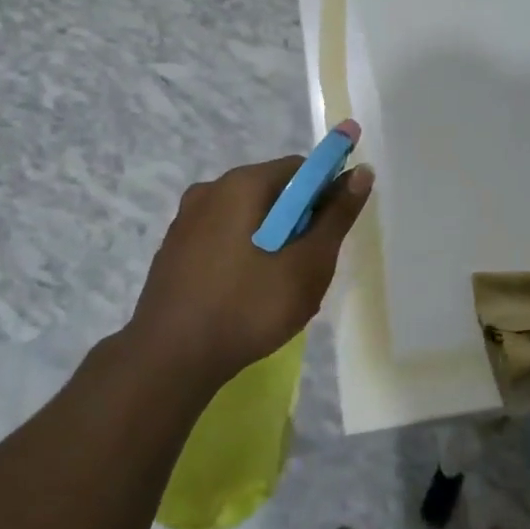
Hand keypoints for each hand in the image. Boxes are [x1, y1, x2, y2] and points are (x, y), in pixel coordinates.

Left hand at [127, 153, 373, 392]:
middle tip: (306, 268)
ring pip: (246, 216)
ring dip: (270, 239)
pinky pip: (221, 236)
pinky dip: (242, 252)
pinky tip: (243, 293)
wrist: (168, 360)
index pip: (300, 168)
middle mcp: (210, 189)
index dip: (324, 195)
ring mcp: (186, 219)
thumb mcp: (307, 265)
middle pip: (272, 190)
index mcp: (242, 183)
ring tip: (275, 287)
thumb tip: (361, 172)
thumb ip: (336, 216)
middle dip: (297, 221)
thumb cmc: (247, 307)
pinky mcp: (173, 248)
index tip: (329, 235)